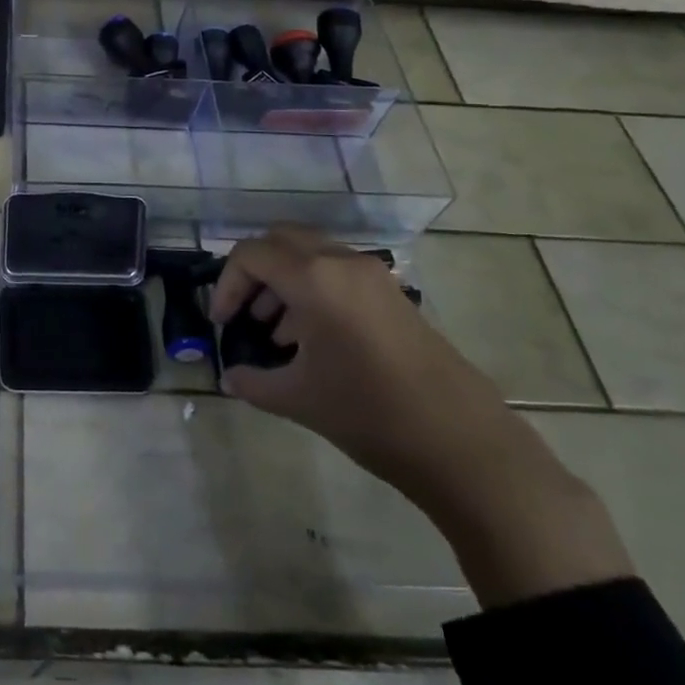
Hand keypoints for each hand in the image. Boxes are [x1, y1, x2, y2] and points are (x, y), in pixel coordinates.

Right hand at [210, 227, 632, 607]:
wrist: (462, 443)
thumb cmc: (369, 413)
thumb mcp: (298, 399)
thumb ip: (254, 382)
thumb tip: (231, 378)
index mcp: (313, 278)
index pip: (251, 255)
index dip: (226, 284)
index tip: (222, 323)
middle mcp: (342, 262)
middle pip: (280, 241)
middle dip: (254, 272)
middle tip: (243, 312)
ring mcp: (372, 275)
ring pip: (311, 254)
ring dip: (284, 280)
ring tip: (274, 331)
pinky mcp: (392, 294)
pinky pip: (338, 272)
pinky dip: (313, 289)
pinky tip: (310, 338)